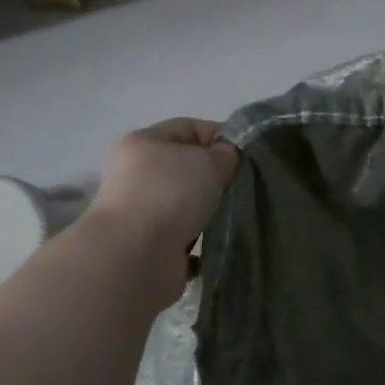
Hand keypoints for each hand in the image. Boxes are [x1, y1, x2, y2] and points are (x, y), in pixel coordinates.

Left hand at [91, 118, 238, 270]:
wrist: (136, 256)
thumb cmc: (171, 193)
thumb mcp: (208, 160)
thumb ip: (224, 154)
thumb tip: (226, 157)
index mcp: (144, 143)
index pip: (189, 128)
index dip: (221, 137)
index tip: (248, 155)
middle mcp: (136, 175)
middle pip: (186, 169)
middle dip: (216, 178)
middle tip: (242, 187)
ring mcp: (140, 214)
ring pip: (186, 206)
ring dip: (208, 212)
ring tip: (234, 218)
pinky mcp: (148, 248)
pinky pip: (183, 240)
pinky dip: (200, 244)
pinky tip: (218, 244)